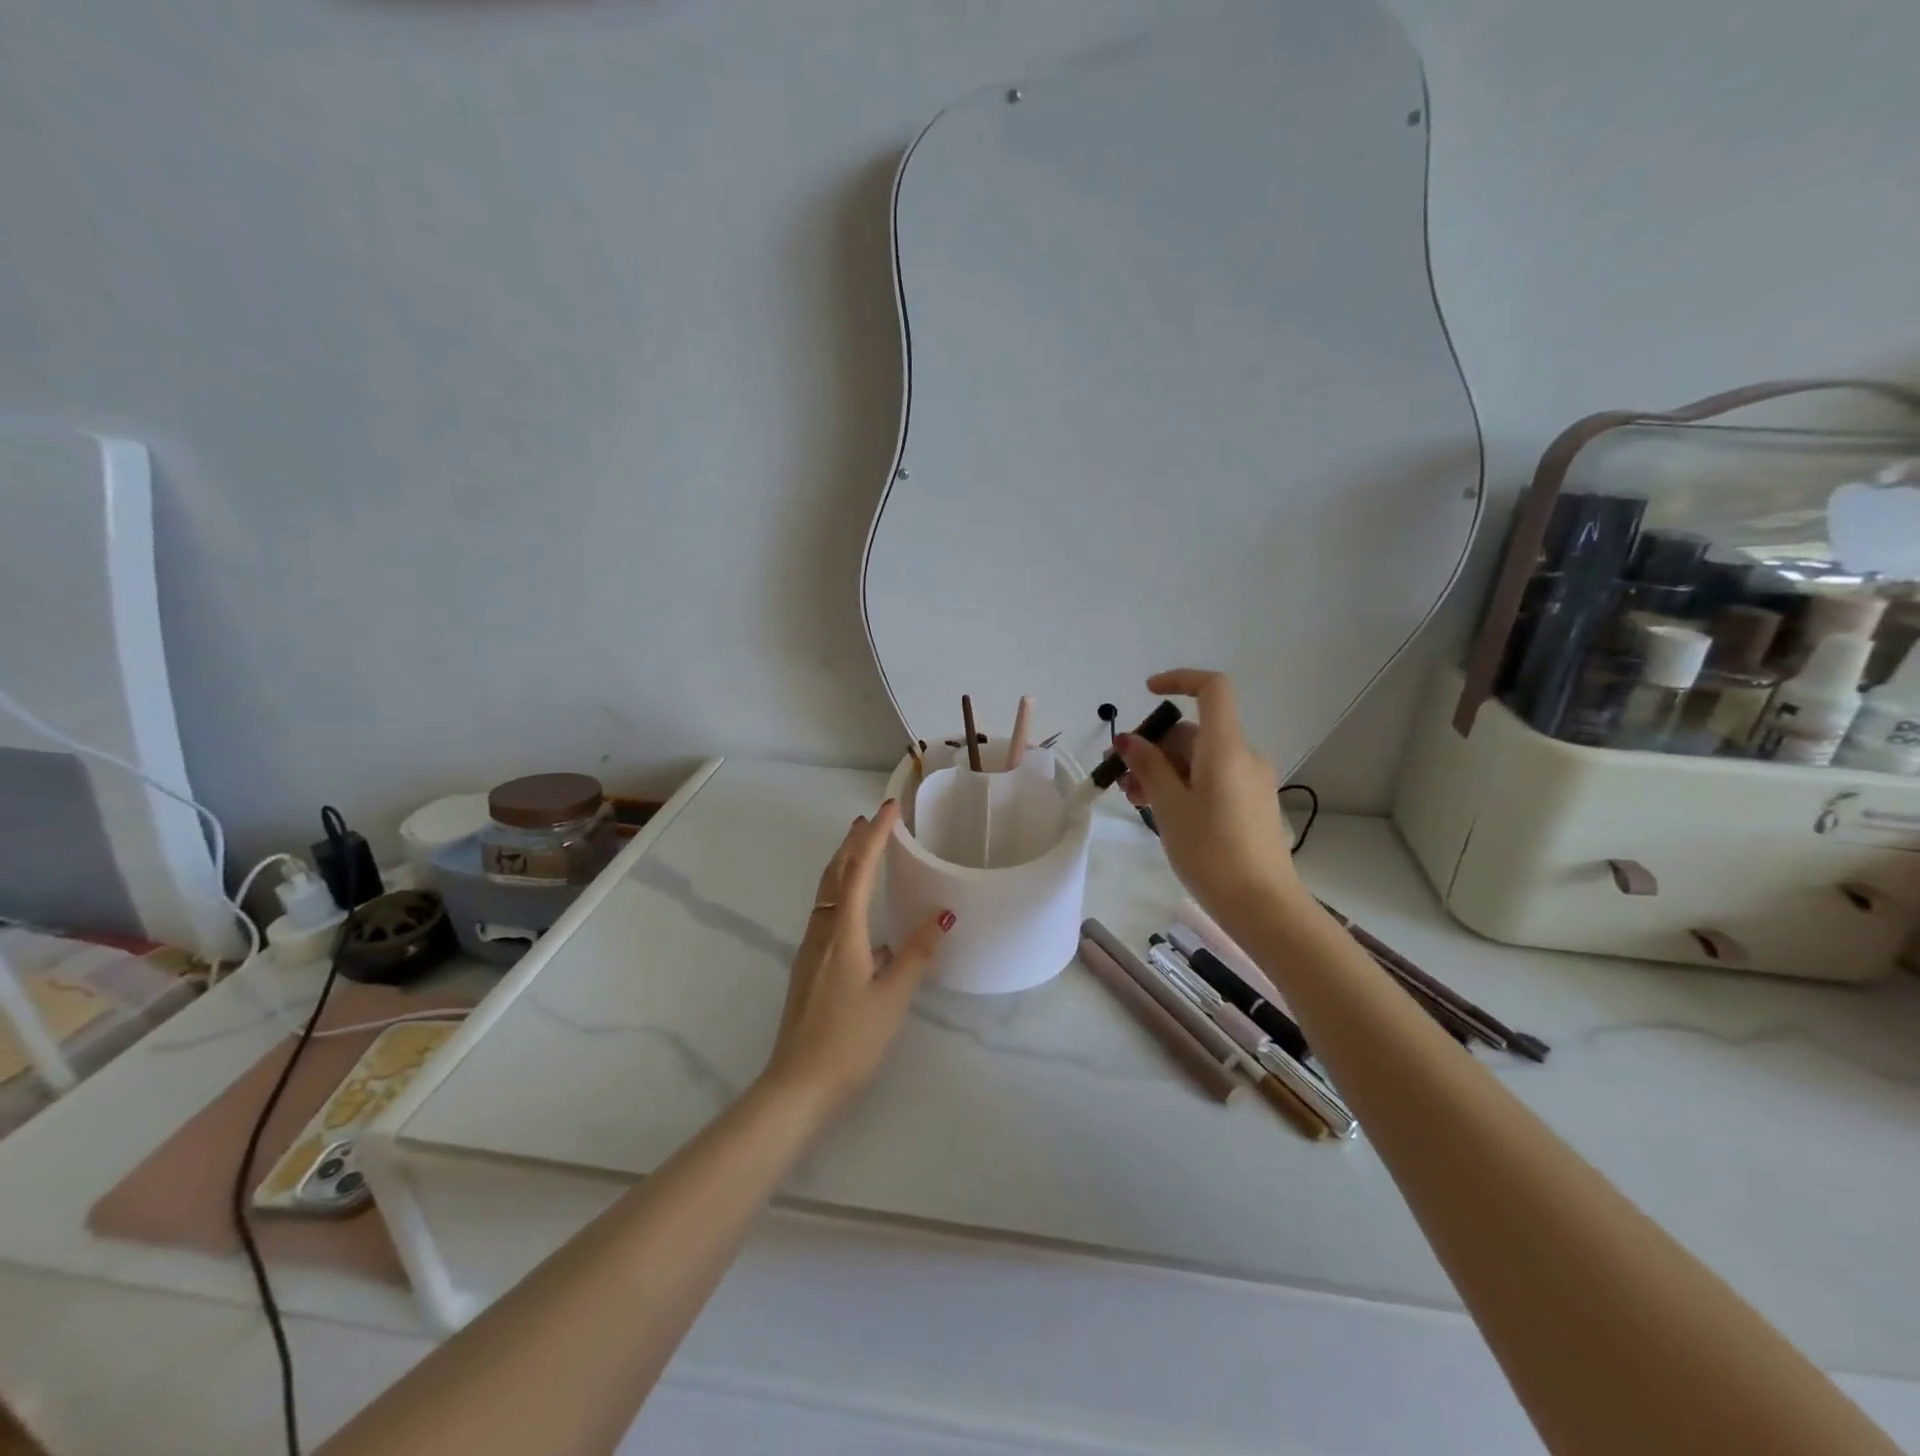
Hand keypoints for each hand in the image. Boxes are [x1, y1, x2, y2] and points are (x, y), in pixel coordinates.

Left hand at [760, 800, 953, 1111]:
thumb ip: (917, 953)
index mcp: (843, 932)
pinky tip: (859, 912)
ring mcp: (811, 950)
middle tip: (870, 819)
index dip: (874, 837)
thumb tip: (943, 915)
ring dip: (843, 864)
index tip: (889, 808)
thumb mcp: (892, 998)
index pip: (858, 870)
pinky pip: (826, 913)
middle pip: (834, 875)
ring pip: (827, 893)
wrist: (797, 1085)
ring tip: (861, 848)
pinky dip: (841, 892)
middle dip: (852, 843)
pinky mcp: (810, 967)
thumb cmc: (849, 1040)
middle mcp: (822, 932)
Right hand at [1114, 669, 1304, 921]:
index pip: (1212, 689)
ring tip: (1131, 797)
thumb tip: (1130, 739)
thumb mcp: (1170, 807)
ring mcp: (1250, 781)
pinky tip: (1158, 809)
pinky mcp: (1250, 804)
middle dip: (1152, 745)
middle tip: (1117, 774)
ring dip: (1162, 768)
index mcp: (1226, 748)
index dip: (1179, 681)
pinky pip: (1211, 778)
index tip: (1146, 693)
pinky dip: (1182, 784)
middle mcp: (1243, 756)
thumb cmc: (1211, 852)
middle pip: (1194, 731)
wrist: (1263, 907)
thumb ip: (1148, 767)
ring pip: (1198, 758)